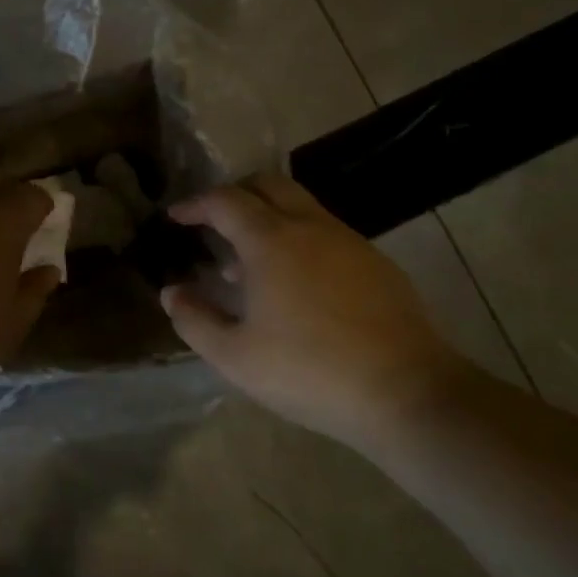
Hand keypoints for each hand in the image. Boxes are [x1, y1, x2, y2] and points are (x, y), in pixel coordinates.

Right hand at [159, 173, 462, 444]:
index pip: (225, 201)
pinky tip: (295, 285)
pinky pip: (326, 232)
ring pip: (301, 206)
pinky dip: (299, 239)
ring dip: (268, 219)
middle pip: (268, 184)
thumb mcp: (235, 356)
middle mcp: (310, 227)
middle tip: (213, 223)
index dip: (195, 204)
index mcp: (270, 241)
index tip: (175, 217)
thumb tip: (172, 292)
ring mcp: (349, 241)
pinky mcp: (376, 263)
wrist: (405, 392)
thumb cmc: (308, 371)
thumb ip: (194, 320)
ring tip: (248, 264)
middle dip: (234, 194)